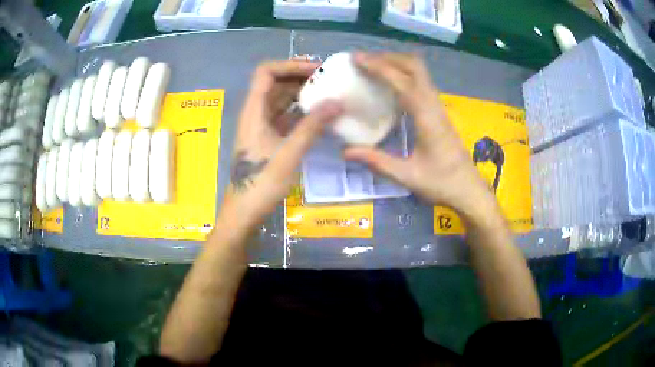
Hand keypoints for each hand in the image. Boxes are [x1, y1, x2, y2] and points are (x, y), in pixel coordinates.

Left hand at [219, 60, 342, 233]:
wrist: (244, 212)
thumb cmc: (261, 183)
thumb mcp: (289, 153)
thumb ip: (312, 126)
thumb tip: (337, 101)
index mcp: (254, 110)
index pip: (267, 72)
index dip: (290, 65)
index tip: (317, 70)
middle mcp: (255, 113)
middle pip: (275, 83)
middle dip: (300, 77)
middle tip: (329, 81)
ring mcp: (260, 126)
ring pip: (280, 100)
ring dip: (302, 94)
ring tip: (328, 95)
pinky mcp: (267, 138)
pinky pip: (284, 116)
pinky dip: (300, 112)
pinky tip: (319, 117)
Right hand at [344, 53, 496, 221]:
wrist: (469, 190)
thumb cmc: (442, 183)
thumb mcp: (408, 177)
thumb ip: (378, 162)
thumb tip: (346, 151)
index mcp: (427, 117)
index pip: (402, 82)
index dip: (379, 67)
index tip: (357, 58)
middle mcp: (434, 105)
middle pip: (415, 66)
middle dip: (389, 57)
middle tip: (364, 61)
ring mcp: (438, 106)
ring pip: (419, 72)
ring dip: (396, 63)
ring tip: (372, 67)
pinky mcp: (437, 111)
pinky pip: (420, 82)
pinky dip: (402, 75)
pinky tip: (389, 86)